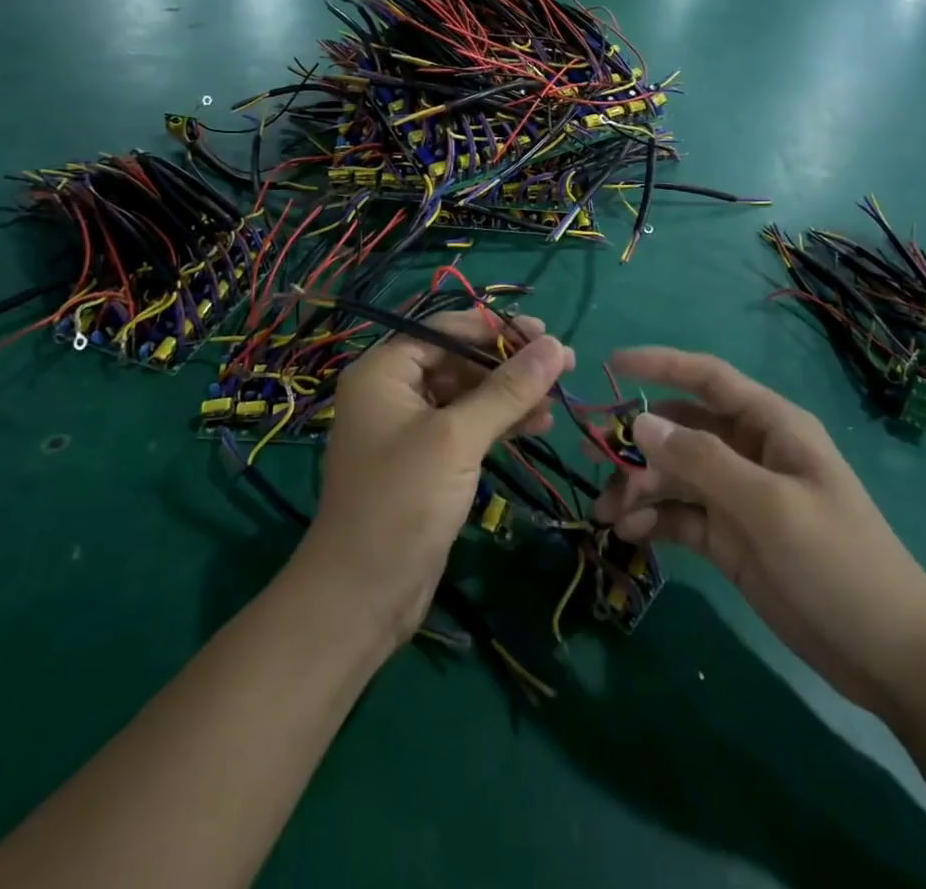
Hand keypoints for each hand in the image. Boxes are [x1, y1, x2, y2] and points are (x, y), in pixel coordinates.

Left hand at [301, 313, 572, 646]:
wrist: (363, 594)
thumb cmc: (402, 501)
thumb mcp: (457, 439)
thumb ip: (507, 390)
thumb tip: (556, 345)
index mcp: (383, 371)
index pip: (444, 331)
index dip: (495, 329)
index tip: (545, 334)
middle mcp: (392, 391)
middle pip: (457, 361)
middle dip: (508, 364)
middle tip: (561, 365)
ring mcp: (408, 427)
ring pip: (467, 395)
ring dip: (509, 395)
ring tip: (558, 398)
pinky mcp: (425, 460)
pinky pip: (466, 426)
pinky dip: (499, 423)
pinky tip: (537, 424)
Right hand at [595, 347, 925, 718]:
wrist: (892, 659)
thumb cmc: (839, 563)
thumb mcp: (770, 506)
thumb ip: (703, 460)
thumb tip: (640, 422)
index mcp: (770, 426)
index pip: (707, 377)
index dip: (660, 364)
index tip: (611, 364)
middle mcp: (749, 452)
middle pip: (680, 429)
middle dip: (637, 441)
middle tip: (594, 459)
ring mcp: (737, 496)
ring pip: (673, 474)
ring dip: (638, 487)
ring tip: (607, 514)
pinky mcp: (728, 537)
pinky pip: (679, 515)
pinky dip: (652, 519)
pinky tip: (630, 534)